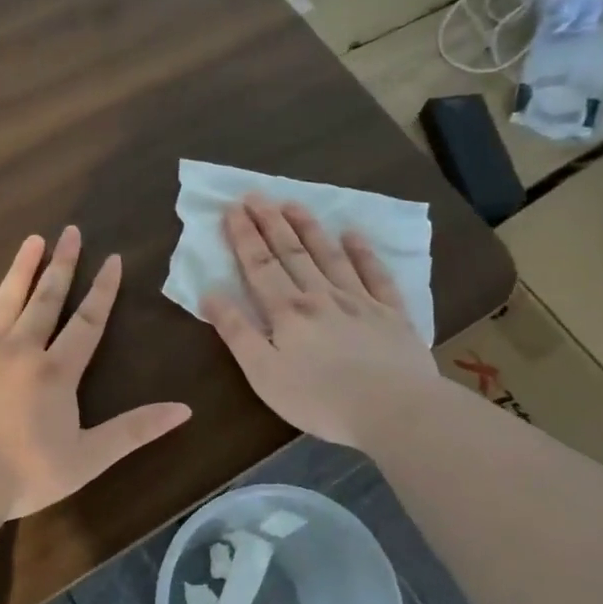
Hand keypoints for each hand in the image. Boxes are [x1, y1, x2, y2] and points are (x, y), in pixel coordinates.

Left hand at [0, 226, 191, 519]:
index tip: (112, 258)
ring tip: (32, 239)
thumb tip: (185, 409)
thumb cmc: (23, 476)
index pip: (87, 322)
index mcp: (56, 372)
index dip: (103, 290)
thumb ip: (135, 430)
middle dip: (61, 266)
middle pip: (46, 301)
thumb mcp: (89, 458)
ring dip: (20, 270)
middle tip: (70, 232)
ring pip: (3, 302)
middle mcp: (19, 350)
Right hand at [202, 196, 444, 447]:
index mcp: (287, 312)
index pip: (260, 267)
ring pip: (329, 256)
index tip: (233, 209)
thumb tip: (210, 295)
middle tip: (257, 194)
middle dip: (271, 223)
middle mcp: (321, 296)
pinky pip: (375, 275)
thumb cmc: (319, 398)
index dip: (244, 237)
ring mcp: (359, 301)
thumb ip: (237, 332)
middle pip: (291, 253)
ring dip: (310, 229)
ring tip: (294, 204)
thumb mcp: (263, 373)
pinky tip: (354, 235)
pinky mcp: (391, 314)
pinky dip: (363, 253)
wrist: (393, 408)